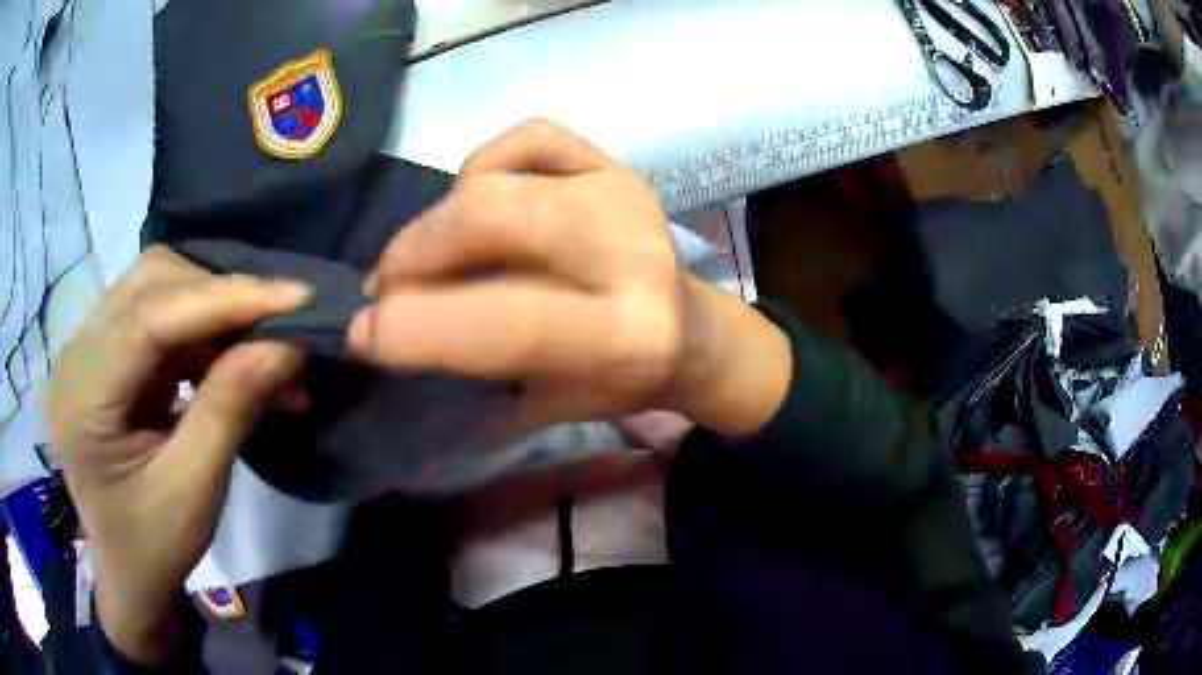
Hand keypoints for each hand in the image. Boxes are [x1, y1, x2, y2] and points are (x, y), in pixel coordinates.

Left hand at [48, 247, 310, 663]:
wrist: (128, 572)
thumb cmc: (155, 546)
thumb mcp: (195, 493)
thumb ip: (230, 410)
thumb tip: (286, 345)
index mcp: (84, 396)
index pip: (150, 316)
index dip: (224, 298)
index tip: (296, 297)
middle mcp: (77, 354)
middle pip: (151, 282)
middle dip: (219, 297)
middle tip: (278, 328)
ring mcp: (88, 348)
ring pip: (156, 287)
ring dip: (212, 309)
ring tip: (258, 348)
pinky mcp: (106, 353)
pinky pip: (157, 315)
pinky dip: (201, 330)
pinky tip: (230, 361)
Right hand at [350, 120, 791, 433]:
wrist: (687, 332)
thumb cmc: (615, 380)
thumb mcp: (547, 403)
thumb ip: (473, 367)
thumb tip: (385, 328)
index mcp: (628, 335)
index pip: (508, 320)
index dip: (419, 326)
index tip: (362, 333)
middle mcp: (632, 252)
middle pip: (491, 219)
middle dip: (413, 254)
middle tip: (387, 288)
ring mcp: (623, 194)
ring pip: (495, 180)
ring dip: (435, 221)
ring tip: (424, 257)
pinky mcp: (615, 163)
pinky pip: (527, 138)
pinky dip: (483, 166)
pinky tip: (478, 201)